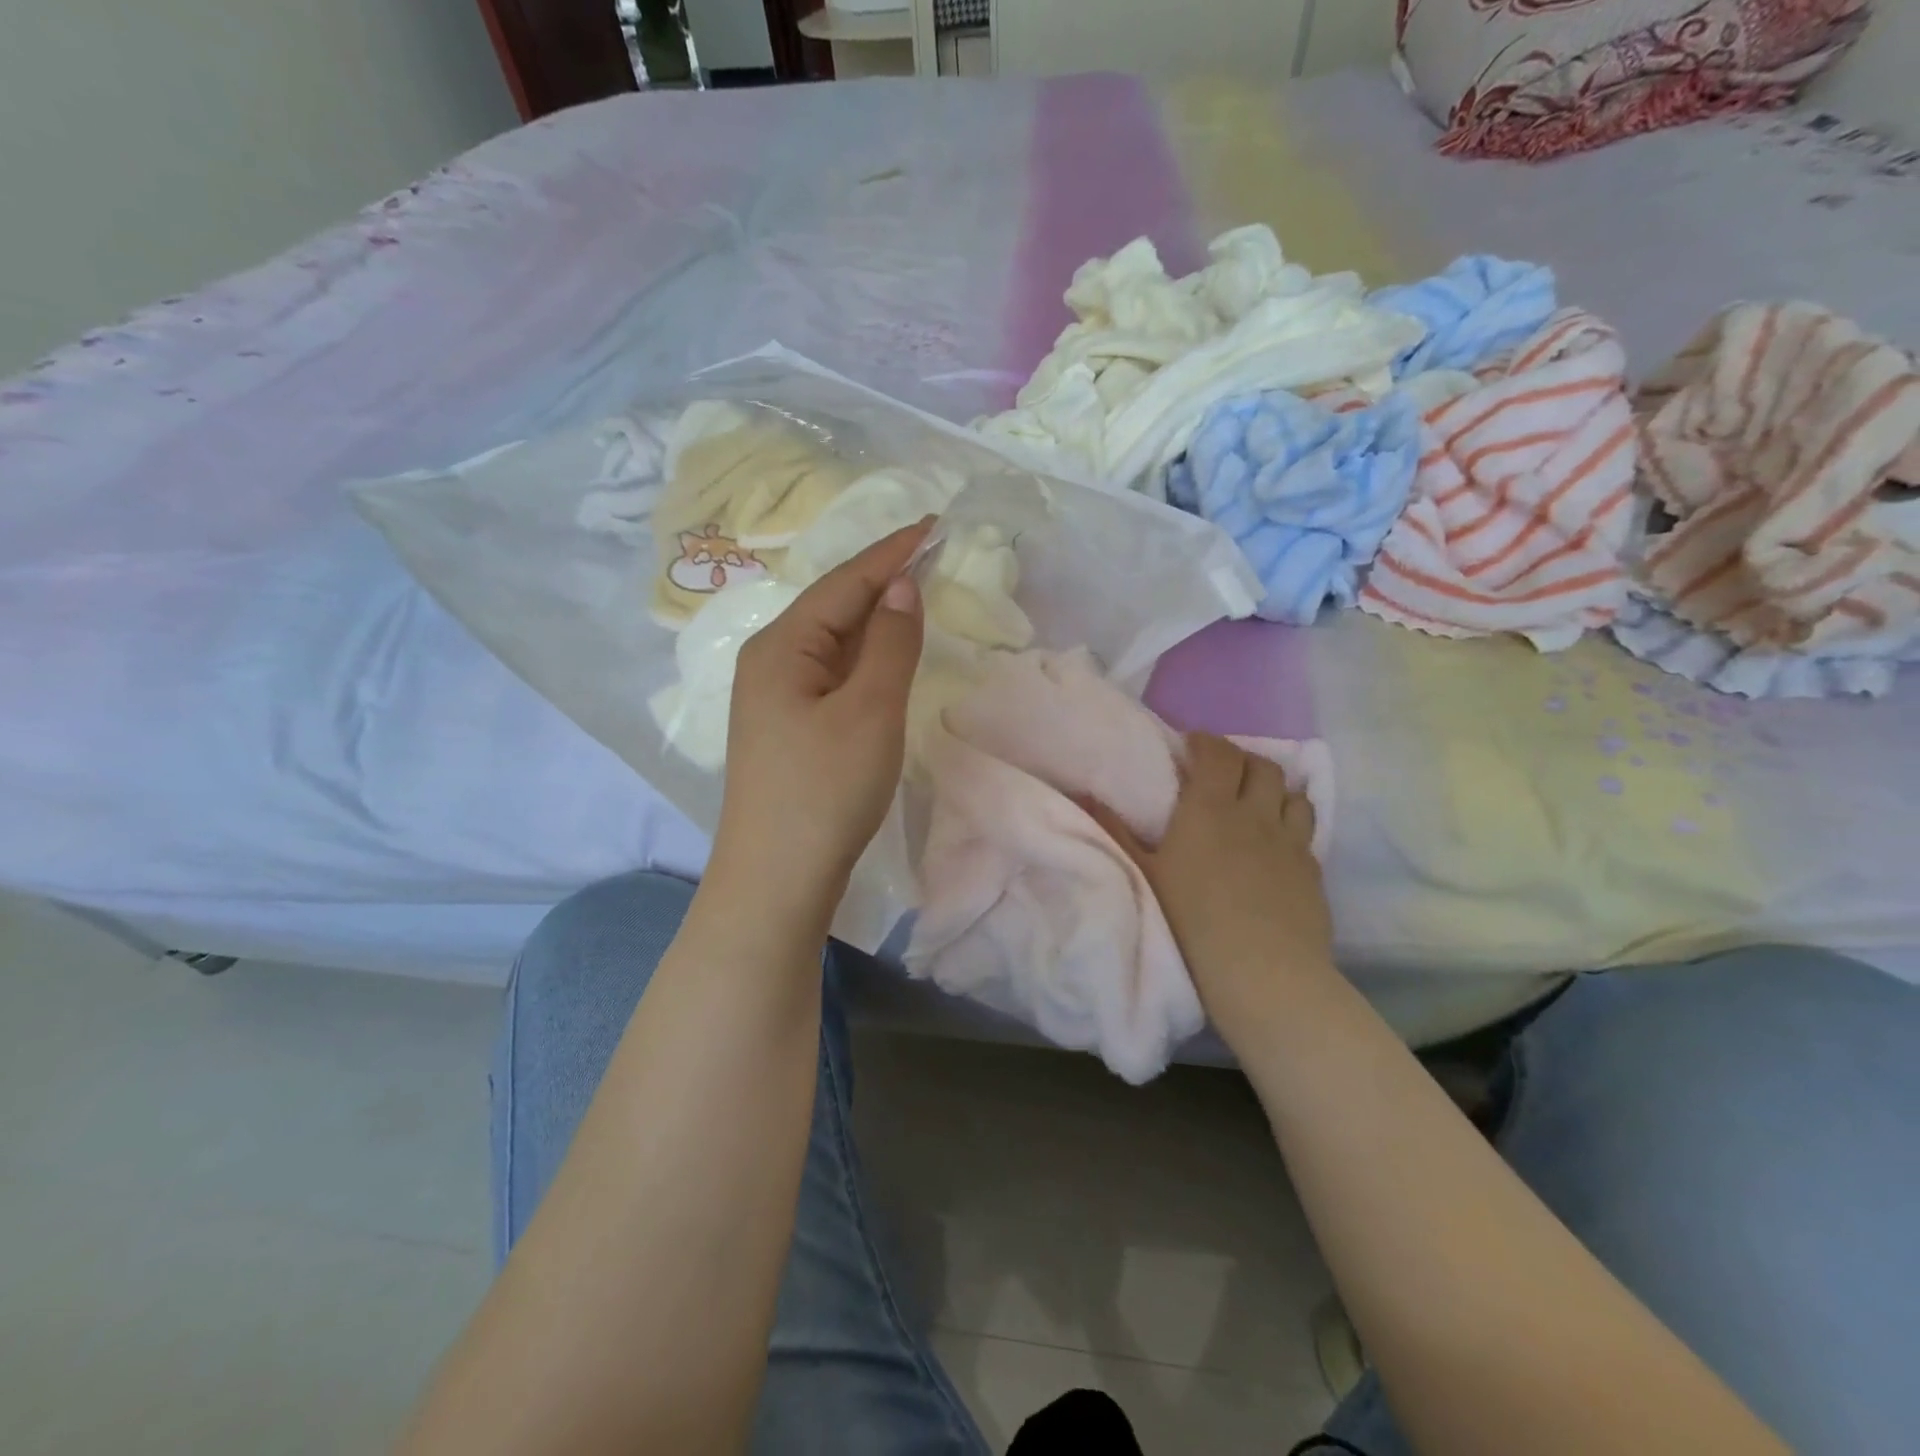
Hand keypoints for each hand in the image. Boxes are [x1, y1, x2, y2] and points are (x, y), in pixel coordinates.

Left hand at [711, 522, 929, 911]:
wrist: (777, 878)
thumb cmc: (825, 790)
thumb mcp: (869, 710)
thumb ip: (890, 643)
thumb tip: (902, 588)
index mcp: (781, 646)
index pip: (844, 582)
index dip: (892, 552)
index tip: (934, 524)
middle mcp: (770, 661)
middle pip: (834, 606)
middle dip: (883, 580)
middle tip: (933, 556)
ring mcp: (775, 697)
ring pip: (833, 641)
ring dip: (875, 618)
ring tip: (917, 596)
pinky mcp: (788, 727)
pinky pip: (831, 673)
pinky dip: (865, 657)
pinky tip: (885, 658)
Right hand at [1092, 734, 1334, 1048]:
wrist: (1262, 972)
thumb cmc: (1191, 920)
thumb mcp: (1143, 874)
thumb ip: (1115, 831)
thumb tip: (1083, 795)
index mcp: (1210, 808)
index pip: (1218, 753)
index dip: (1206, 742)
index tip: (1191, 745)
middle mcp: (1255, 814)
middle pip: (1261, 766)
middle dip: (1241, 759)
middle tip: (1221, 771)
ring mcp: (1290, 841)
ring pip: (1293, 794)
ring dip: (1274, 789)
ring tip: (1257, 801)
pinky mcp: (1312, 870)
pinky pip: (1306, 831)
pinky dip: (1291, 823)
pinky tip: (1278, 843)